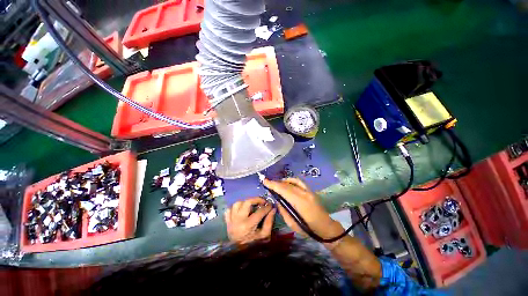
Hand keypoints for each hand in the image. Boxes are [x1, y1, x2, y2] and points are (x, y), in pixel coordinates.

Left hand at [224, 197, 275, 244]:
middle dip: (256, 199)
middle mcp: (238, 221)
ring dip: (245, 202)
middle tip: (262, 201)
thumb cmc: (254, 246)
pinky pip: (229, 210)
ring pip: (237, 204)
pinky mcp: (227, 222)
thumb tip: (272, 209)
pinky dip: (235, 208)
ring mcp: (231, 221)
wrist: (240, 255)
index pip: (259, 211)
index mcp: (248, 225)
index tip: (270, 205)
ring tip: (251, 205)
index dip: (267, 207)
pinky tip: (241, 209)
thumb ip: (269, 221)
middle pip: (247, 202)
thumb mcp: (264, 235)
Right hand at [263, 178, 342, 239]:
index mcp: (300, 203)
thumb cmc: (308, 229)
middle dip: (276, 183)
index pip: (284, 190)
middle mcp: (304, 194)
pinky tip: (286, 182)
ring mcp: (308, 191)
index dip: (274, 185)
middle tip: (267, 182)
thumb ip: (283, 210)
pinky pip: (299, 182)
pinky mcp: (310, 190)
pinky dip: (291, 180)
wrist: (325, 226)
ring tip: (275, 183)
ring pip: (293, 182)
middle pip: (287, 185)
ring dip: (283, 181)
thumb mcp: (292, 223)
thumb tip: (277, 200)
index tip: (265, 181)